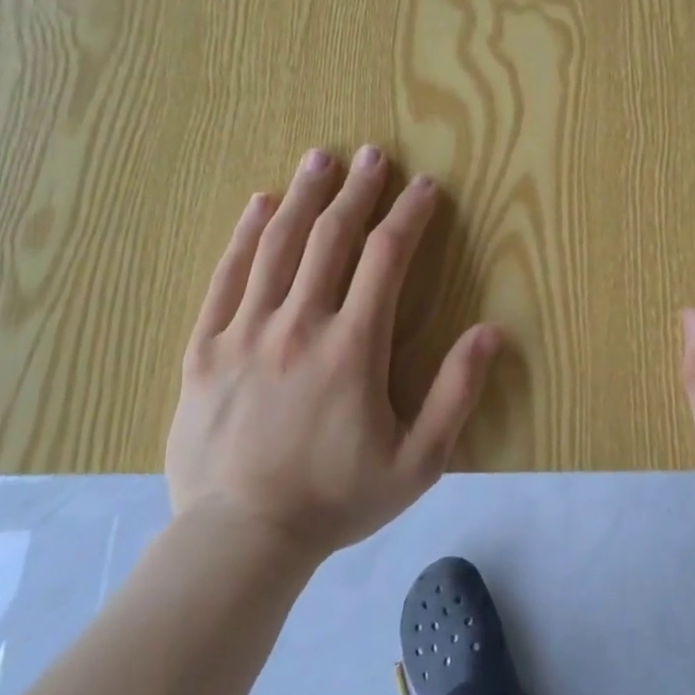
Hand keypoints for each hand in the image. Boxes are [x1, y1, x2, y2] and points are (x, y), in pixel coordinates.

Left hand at [167, 146, 500, 560]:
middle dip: (357, 190)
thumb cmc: (337, 499)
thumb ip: (456, 393)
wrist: (239, 540)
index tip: (425, 187)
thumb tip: (490, 331)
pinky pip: (225, 277)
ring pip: (278, 246)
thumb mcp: (418, 461)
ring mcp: (245, 333)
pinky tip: (259, 204)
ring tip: (320, 159)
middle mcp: (299, 324)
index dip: (409, 215)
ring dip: (304, 196)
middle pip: (331, 237)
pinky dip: (244, 235)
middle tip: (372, 154)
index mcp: (352, 347)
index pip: (387, 258)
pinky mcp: (205, 348)